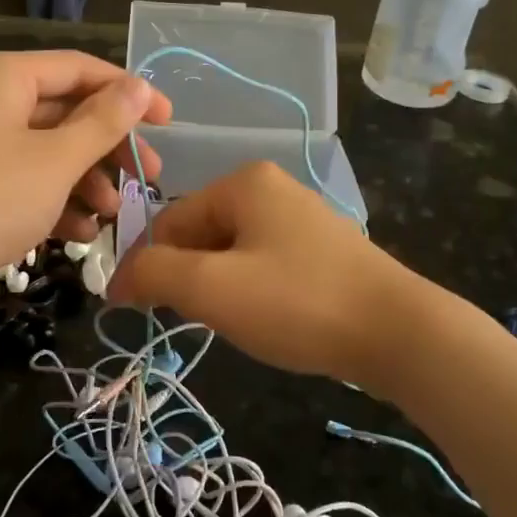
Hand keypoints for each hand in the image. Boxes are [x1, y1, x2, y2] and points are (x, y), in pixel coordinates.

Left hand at [0, 50, 171, 322]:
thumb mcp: (55, 160)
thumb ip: (102, 122)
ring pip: (49, 152)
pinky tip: (82, 234)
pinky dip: (56, 202)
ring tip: (114, 214)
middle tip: (149, 177)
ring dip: (87, 181)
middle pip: (67, 113)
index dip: (129, 93)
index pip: (80, 69)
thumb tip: (139, 86)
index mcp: (4, 76)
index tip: (169, 122)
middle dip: (109, 147)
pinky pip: (27, 181)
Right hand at [107, 161, 428, 386]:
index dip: (148, 266)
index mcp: (244, 183)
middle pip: (201, 235)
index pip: (169, 220)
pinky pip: (265, 266)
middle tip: (199, 319)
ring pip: (232, 254)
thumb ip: (153, 274)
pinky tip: (268, 320)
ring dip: (219, 289)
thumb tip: (118, 280)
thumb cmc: (296, 302)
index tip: (137, 310)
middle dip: (190, 278)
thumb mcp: (210, 288)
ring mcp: (304, 220)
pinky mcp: (324, 252)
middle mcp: (274, 189)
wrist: (398, 333)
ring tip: (236, 322)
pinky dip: (252, 293)